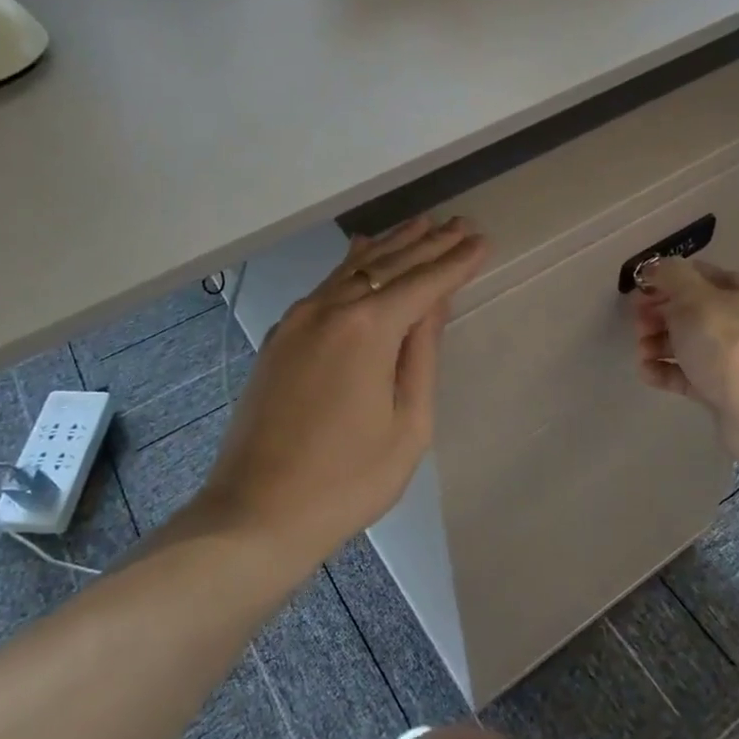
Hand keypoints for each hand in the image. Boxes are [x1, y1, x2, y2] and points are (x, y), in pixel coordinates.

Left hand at [197, 216, 487, 568]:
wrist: (256, 513)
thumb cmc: (347, 480)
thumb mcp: (408, 426)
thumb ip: (421, 356)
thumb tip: (432, 305)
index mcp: (367, 329)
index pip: (423, 283)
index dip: (455, 262)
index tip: (481, 241)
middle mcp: (329, 309)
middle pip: (388, 265)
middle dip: (428, 244)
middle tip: (460, 224)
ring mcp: (298, 319)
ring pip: (353, 268)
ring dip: (391, 246)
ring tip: (423, 224)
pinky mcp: (280, 336)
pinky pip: (326, 285)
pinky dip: (353, 265)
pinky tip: (363, 252)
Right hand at [631, 258, 738, 423]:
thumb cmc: (726, 340)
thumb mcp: (693, 296)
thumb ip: (670, 276)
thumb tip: (655, 267)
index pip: (697, 275)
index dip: (666, 280)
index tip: (638, 291)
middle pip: (690, 311)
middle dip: (658, 315)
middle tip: (638, 324)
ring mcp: (732, 358)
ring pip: (687, 344)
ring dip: (658, 344)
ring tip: (641, 352)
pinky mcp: (722, 390)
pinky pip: (688, 375)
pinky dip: (666, 371)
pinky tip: (647, 373)